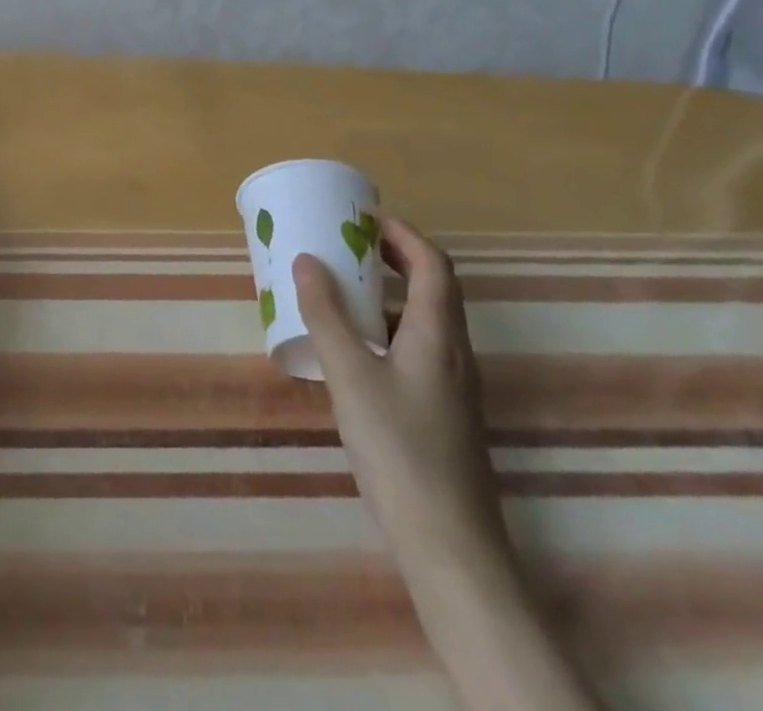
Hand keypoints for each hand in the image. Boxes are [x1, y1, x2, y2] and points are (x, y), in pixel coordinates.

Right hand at [294, 216, 506, 573]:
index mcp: (438, 334)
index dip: (403, 234)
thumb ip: (327, 316)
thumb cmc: (399, 449)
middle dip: (397, 258)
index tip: (365, 217)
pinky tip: (358, 351)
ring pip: (427, 320)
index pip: (433, 264)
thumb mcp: (351, 375)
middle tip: (352, 245)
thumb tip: (307, 260)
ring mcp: (454, 386)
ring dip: (393, 294)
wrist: (450, 546)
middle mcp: (454, 352)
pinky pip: (420, 348)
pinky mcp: (445, 413)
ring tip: (348, 290)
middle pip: (434, 288)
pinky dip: (391, 329)